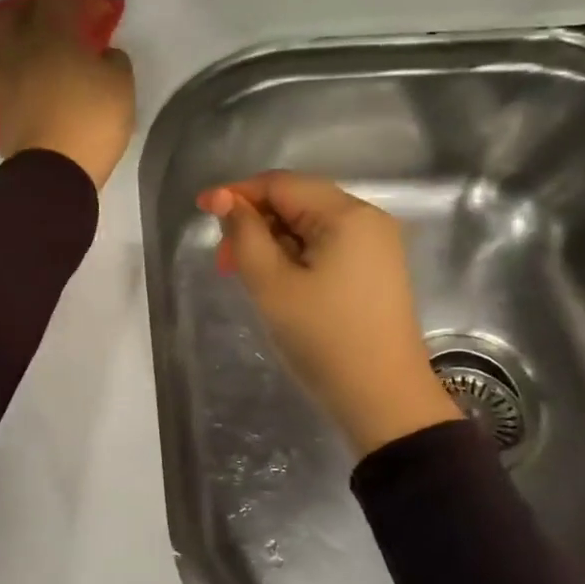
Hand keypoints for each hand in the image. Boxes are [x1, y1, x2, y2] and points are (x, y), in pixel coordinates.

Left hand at [0, 0, 135, 188]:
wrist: (52, 172)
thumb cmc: (91, 123)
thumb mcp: (121, 88)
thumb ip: (115, 61)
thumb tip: (104, 54)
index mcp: (52, 35)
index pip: (58, 1)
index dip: (78, 2)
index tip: (96, 14)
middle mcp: (19, 47)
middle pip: (11, 11)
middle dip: (30, 8)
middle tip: (50, 17)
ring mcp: (1, 76)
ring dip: (9, 33)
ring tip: (26, 42)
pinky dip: (4, 63)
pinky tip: (18, 71)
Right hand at [199, 172, 460, 456]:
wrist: (382, 399)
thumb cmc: (323, 338)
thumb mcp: (272, 285)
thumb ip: (245, 235)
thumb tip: (224, 200)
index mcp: (347, 214)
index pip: (282, 184)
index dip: (238, 193)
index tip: (201, 211)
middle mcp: (368, 220)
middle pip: (298, 202)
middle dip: (255, 223)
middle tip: (224, 260)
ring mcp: (377, 247)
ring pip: (311, 227)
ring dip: (273, 243)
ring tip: (247, 277)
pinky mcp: (376, 272)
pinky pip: (328, 248)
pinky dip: (296, 258)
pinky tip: (278, 284)